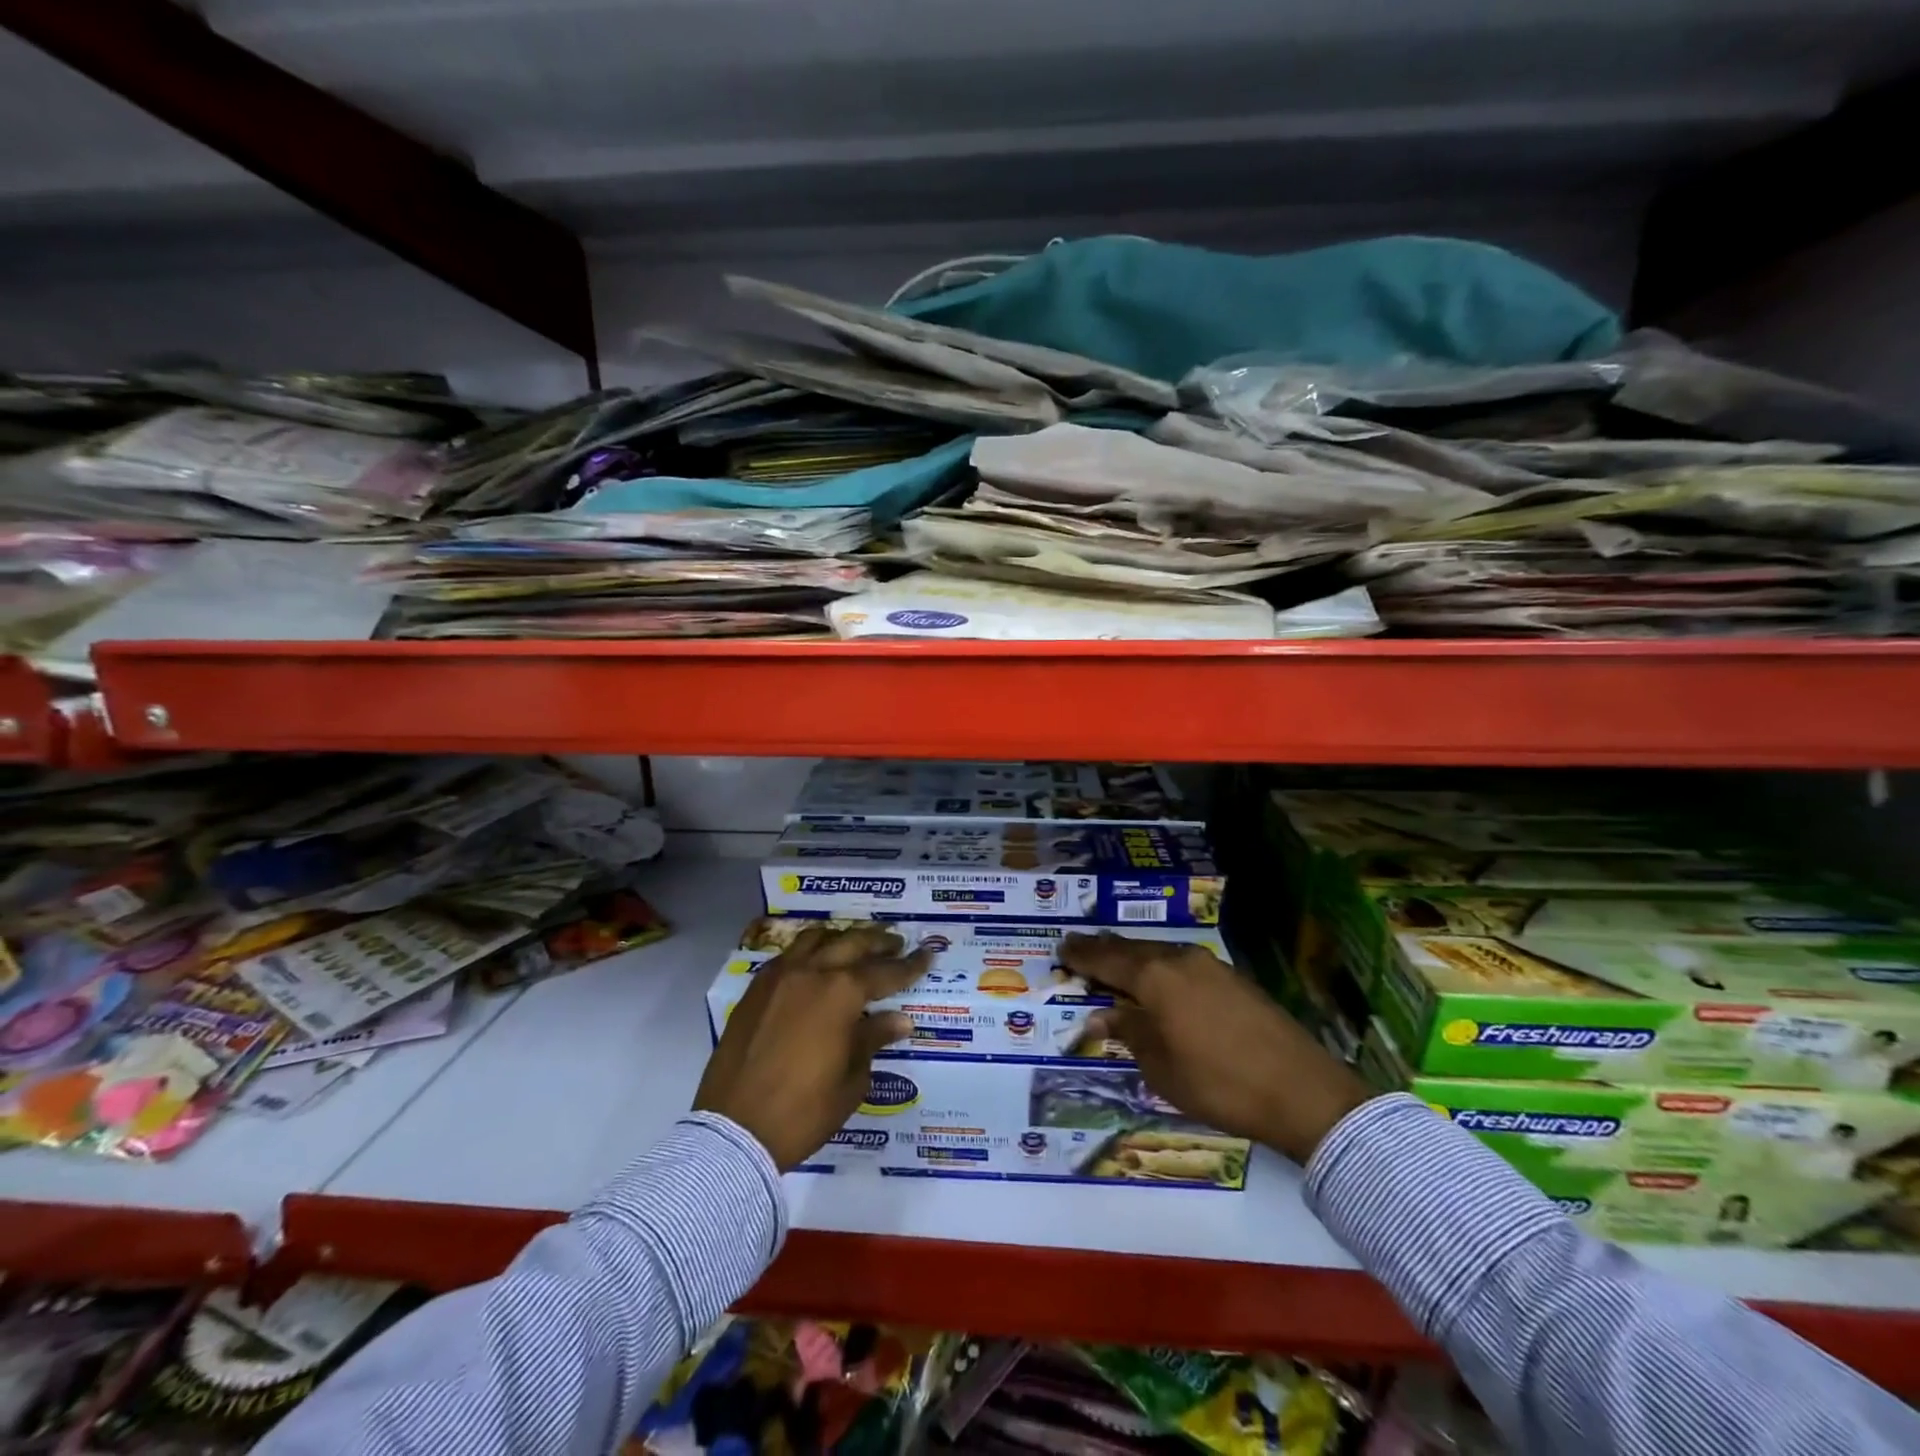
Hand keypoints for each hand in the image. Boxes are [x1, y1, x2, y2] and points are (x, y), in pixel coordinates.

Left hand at [694, 924, 928, 1169]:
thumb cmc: (804, 1111)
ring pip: (816, 939)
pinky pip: (787, 956)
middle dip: (879, 942)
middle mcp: (811, 972)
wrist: (735, 1130)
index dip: (910, 965)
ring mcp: (779, 977)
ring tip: (855, 946)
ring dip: (841, 938)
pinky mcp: (755, 990)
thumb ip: (873, 1039)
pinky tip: (814, 965)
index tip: (927, 954)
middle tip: (896, 943)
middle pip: (852, 943)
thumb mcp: (851, 1079)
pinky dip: (808, 952)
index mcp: (842, 993)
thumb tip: (899, 1019)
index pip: (886, 971)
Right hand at [1062, 932, 1373, 1164]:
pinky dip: (1160, 968)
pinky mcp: (1233, 979)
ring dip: (1134, 959)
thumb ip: (1129, 1032)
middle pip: (1132, 949)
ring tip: (1116, 964)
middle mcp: (1179, 960)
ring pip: (1159, 953)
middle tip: (1081, 951)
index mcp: (1154, 978)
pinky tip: (1159, 982)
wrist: (1301, 1090)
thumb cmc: (1218, 1083)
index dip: (1080, 955)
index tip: (1060, 949)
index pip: (1105, 959)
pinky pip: (1182, 963)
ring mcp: (1210, 965)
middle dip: (1104, 951)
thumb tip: (1102, 1013)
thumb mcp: (1160, 1067)